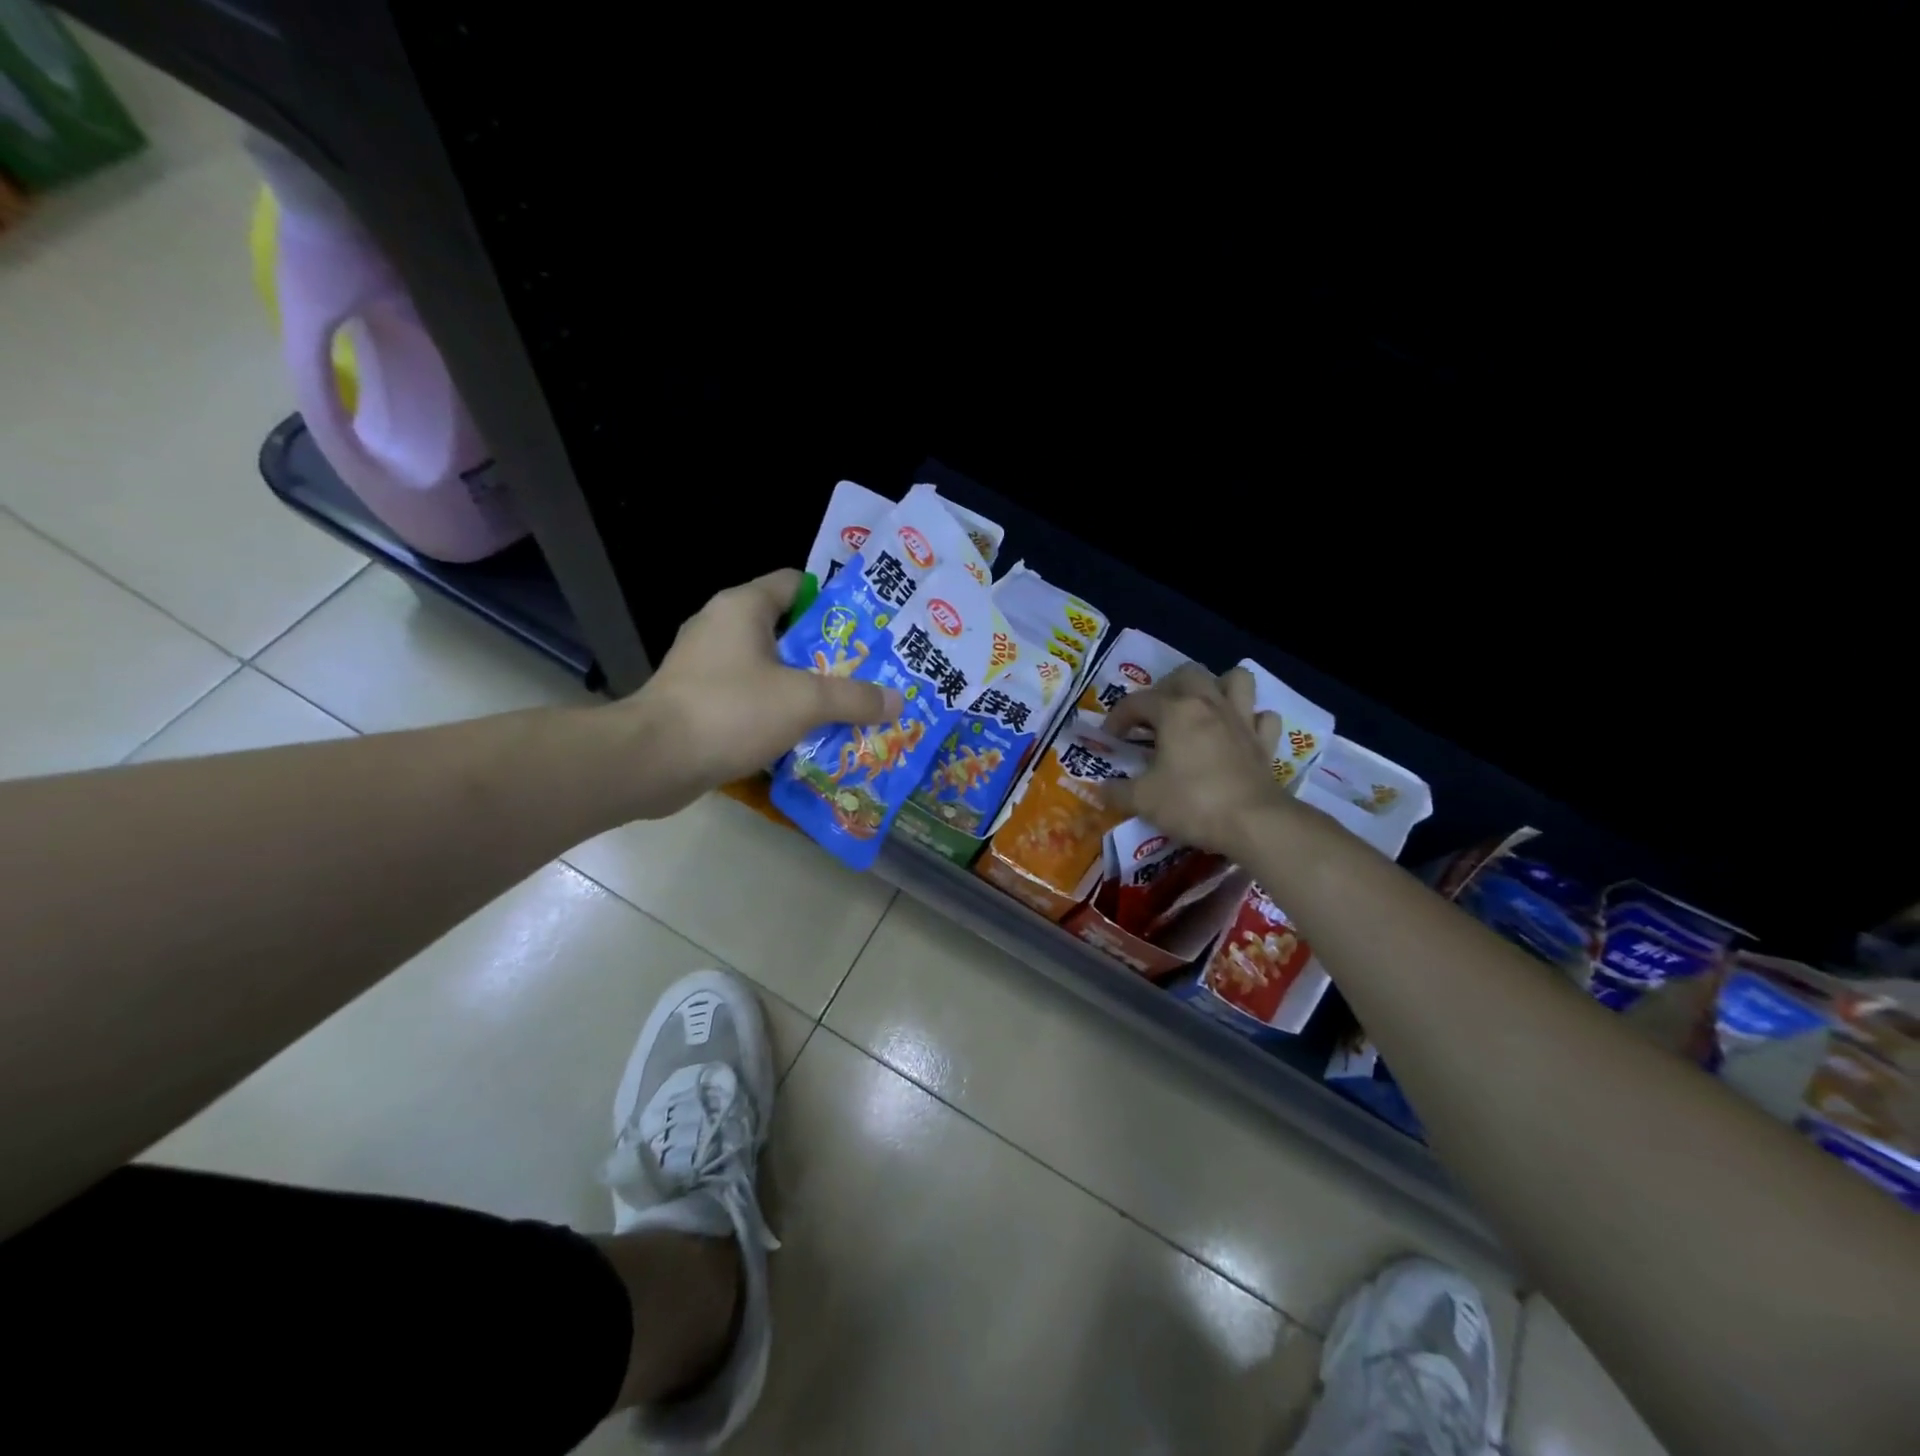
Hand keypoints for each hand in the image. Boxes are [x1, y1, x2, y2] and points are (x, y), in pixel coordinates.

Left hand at [624, 569, 903, 814]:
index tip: (868, 626)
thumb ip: (854, 697)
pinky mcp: (697, 701)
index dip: (834, 601)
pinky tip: (807, 733)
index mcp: (743, 607)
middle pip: (788, 629)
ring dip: (805, 685)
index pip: (797, 584)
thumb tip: (898, 701)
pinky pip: (750, 697)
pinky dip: (777, 710)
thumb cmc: (730, 711)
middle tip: (869, 671)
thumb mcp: (804, 701)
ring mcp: (705, 665)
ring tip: (846, 705)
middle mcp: (721, 627)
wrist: (652, 761)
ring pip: (769, 667)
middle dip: (828, 652)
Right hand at [1100, 664, 1286, 858]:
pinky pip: (1262, 717)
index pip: (1137, 701)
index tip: (1110, 738)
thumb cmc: (1192, 803)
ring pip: (1236, 680)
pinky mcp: (1265, 742)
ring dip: (1218, 687)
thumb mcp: (1142, 800)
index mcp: (1175, 711)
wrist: (1253, 823)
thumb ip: (1117, 791)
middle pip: (1186, 674)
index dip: (1118, 717)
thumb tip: (1102, 789)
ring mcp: (1242, 720)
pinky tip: (1238, 733)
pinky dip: (1251, 720)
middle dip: (1165, 688)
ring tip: (1202, 708)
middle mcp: (1209, 704)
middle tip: (1154, 715)